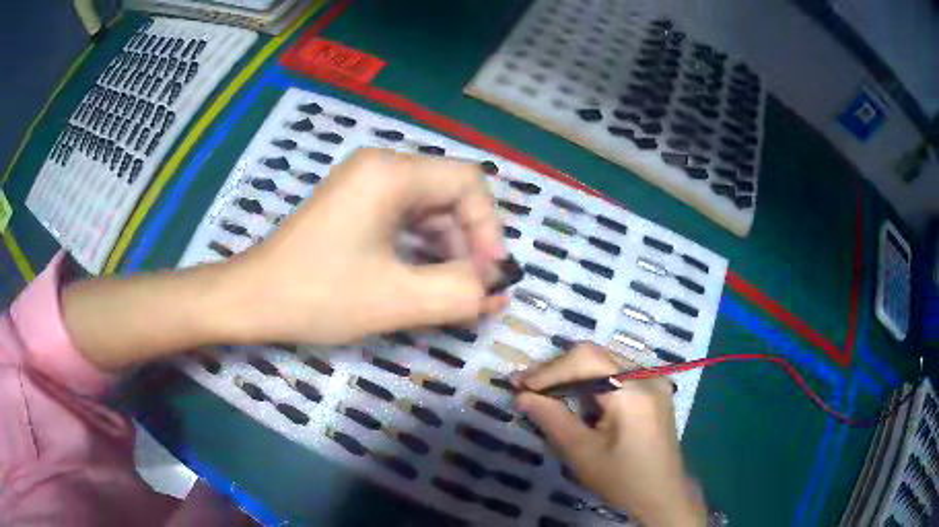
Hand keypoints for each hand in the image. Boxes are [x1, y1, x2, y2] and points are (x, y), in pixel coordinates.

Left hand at [230, 148, 508, 343]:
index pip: (469, 182)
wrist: (252, 299)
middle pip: (450, 193)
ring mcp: (364, 183)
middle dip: (469, 242)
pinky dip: (422, 247)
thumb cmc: (317, 294)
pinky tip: (423, 278)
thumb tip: (498, 289)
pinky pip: (405, 217)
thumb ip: (459, 294)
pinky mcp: (355, 203)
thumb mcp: (395, 300)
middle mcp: (380, 166)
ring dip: (448, 248)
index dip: (489, 229)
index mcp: (390, 172)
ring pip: (429, 207)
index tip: (490, 276)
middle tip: (473, 290)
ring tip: (449, 291)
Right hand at [515, 344, 706, 526]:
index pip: (587, 358)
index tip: (519, 385)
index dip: (550, 368)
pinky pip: (616, 375)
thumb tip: (522, 396)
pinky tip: (574, 400)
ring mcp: (654, 381)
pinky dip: (591, 383)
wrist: (661, 495)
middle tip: (526, 389)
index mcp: (634, 391)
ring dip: (572, 376)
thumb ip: (552, 419)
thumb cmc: (622, 480)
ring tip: (545, 394)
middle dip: (558, 371)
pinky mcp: (654, 391)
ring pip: (605, 363)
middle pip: (596, 356)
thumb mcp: (582, 453)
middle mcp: (648, 376)